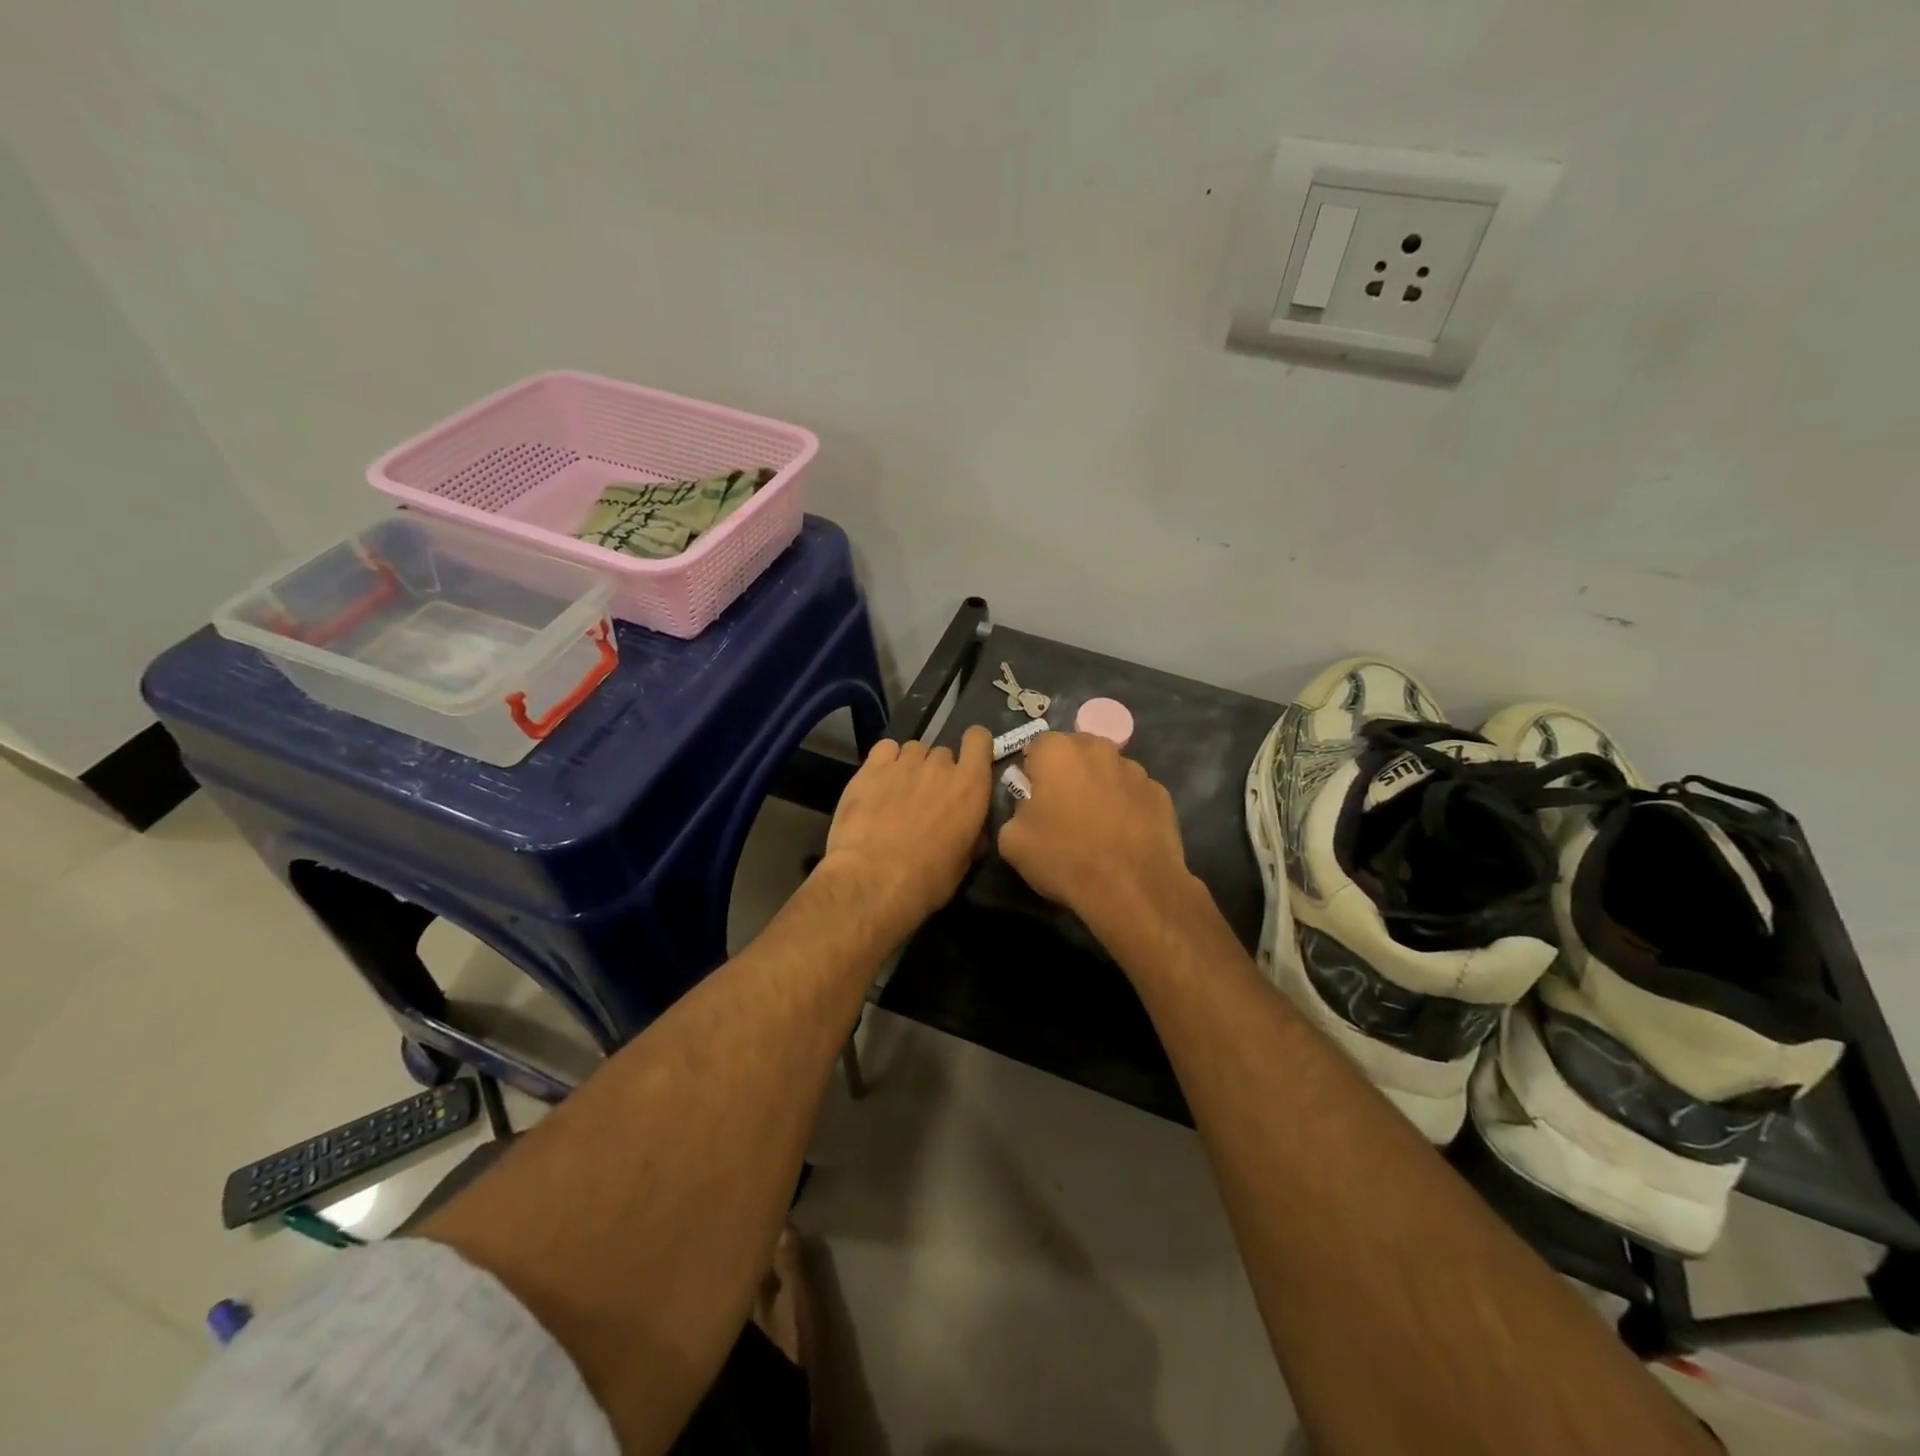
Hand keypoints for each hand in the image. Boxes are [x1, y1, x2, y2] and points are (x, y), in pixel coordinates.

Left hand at [819, 727, 992, 943]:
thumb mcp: (963, 863)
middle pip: (943, 754)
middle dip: (938, 772)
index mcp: (971, 787)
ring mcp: (905, 762)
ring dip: (911, 767)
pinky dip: (885, 761)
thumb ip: (971, 835)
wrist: (873, 880)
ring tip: (897, 793)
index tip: (969, 763)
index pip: (979, 740)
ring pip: (914, 750)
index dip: (974, 747)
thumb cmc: (926, 880)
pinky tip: (878, 781)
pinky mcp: (872, 767)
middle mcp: (941, 766)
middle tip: (926, 799)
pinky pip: (885, 749)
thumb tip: (972, 831)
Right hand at [997, 732, 1199, 940]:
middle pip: (1076, 751)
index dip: (1033, 772)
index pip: (1037, 746)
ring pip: (1108, 770)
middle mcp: (1098, 748)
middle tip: (1064, 809)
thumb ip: (1015, 810)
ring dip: (1099, 787)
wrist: (1132, 889)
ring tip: (1098, 826)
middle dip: (1068, 772)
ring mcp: (1135, 769)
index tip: (1034, 799)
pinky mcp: (1160, 793)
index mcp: (1057, 751)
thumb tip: (1029, 806)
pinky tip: (1124, 835)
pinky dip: (1127, 806)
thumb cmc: (1064, 858)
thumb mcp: (1012, 840)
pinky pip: (1134, 793)